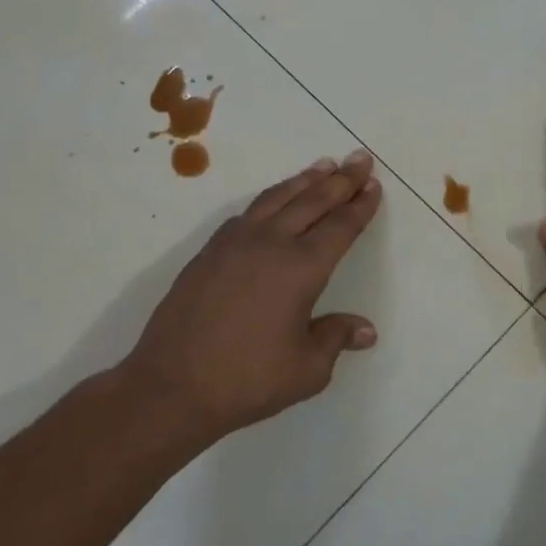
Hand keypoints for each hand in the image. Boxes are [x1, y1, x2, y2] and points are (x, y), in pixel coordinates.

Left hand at [122, 151, 383, 445]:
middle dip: (340, 180)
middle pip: (312, 201)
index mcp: (301, 269)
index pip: (339, 227)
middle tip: (359, 159)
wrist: (171, 386)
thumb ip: (336, 338)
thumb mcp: (307, 369)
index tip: (373, 185)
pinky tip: (273, 201)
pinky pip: (247, 213)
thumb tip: (367, 330)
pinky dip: (269, 199)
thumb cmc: (248, 380)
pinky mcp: (208, 253)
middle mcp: (270, 244)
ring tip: (323, 166)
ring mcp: (234, 244)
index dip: (359, 206)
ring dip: (303, 181)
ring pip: (276, 199)